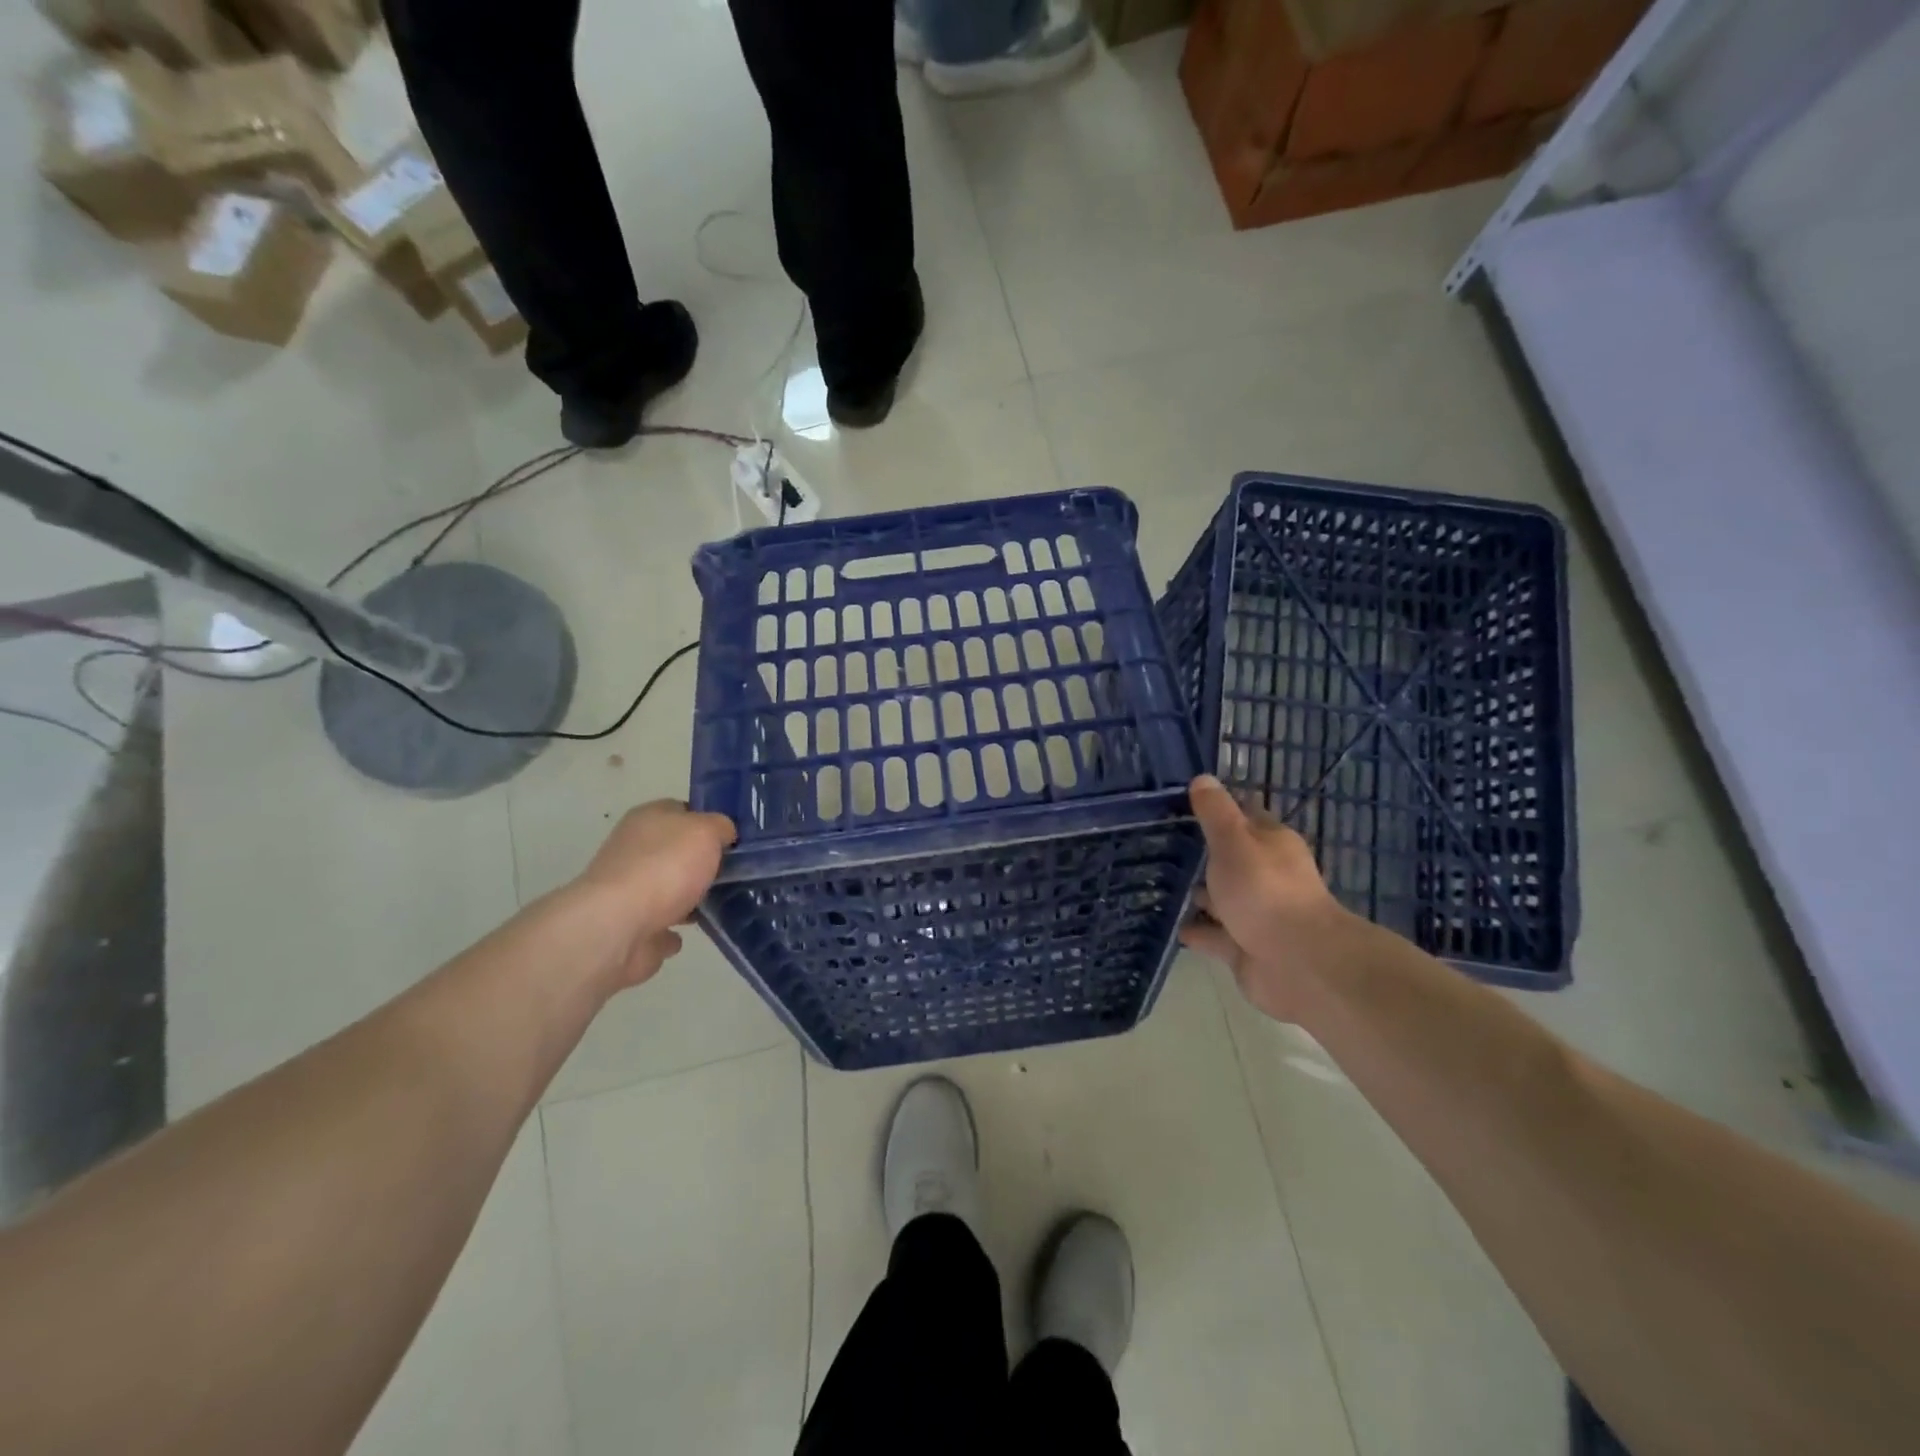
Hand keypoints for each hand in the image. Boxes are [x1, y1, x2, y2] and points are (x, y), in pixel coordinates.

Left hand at [572, 801, 736, 989]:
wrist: (618, 927)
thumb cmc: (665, 868)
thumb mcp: (706, 831)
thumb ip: (721, 827)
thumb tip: (724, 834)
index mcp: (648, 818)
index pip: (683, 810)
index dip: (709, 821)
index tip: (735, 839)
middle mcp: (634, 849)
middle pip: (676, 851)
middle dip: (701, 863)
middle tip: (736, 873)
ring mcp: (628, 891)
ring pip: (668, 889)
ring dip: (689, 897)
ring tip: (724, 904)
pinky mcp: (629, 927)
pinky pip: (660, 925)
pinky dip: (674, 929)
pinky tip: (693, 932)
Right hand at [1180, 776, 1346, 1021]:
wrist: (1297, 963)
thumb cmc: (1264, 891)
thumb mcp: (1234, 841)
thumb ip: (1215, 812)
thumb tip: (1203, 778)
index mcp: (1271, 843)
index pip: (1244, 816)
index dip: (1218, 808)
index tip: (1184, 802)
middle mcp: (1266, 875)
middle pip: (1231, 859)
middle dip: (1202, 854)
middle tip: (1159, 843)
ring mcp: (1257, 914)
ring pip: (1221, 898)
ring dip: (1197, 894)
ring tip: (1158, 884)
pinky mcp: (1245, 948)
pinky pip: (1215, 934)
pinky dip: (1196, 930)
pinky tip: (1171, 925)